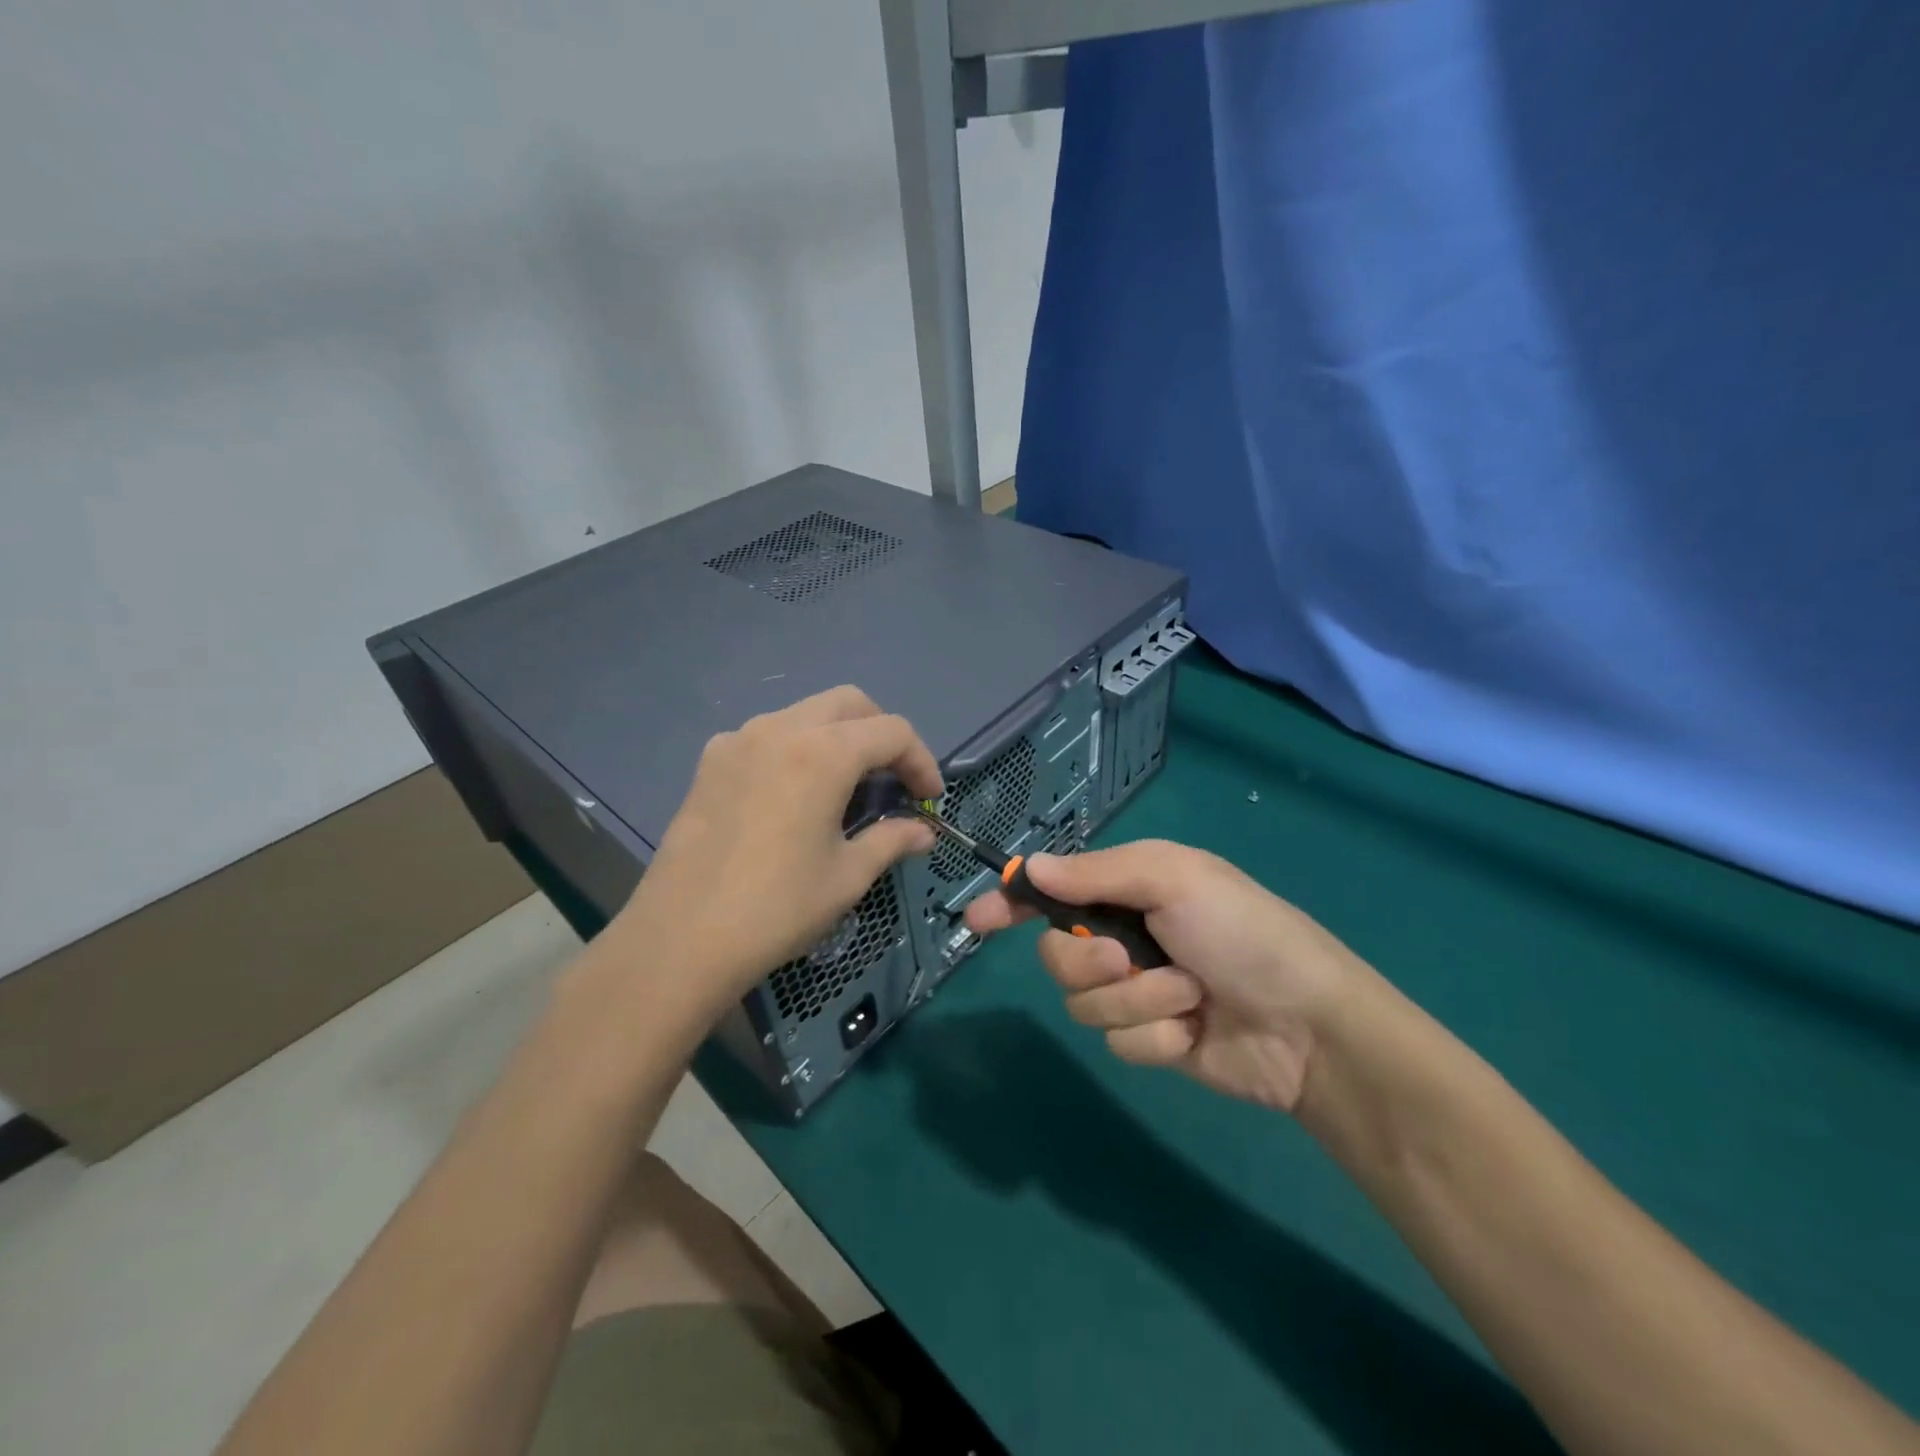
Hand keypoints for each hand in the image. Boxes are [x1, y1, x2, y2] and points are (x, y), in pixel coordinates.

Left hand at [609, 686, 940, 1021]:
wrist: (681, 938)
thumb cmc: (777, 908)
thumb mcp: (847, 876)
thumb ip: (892, 841)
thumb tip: (923, 832)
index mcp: (823, 753)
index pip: (892, 731)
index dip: (922, 761)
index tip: (929, 800)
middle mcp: (781, 729)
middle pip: (850, 703)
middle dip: (882, 733)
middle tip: (892, 780)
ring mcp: (739, 739)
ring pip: (806, 713)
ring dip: (838, 736)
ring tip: (845, 787)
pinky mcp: (711, 760)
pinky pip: (767, 734)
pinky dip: (795, 748)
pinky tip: (792, 794)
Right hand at [964, 840, 1366, 1111]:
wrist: (1310, 1026)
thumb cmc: (1244, 932)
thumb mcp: (1174, 880)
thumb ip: (1096, 874)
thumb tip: (1029, 868)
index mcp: (1131, 889)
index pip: (1055, 890)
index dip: (1014, 902)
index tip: (977, 919)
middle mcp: (1126, 936)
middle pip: (1057, 955)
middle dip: (1088, 962)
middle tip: (1129, 958)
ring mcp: (1137, 991)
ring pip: (1084, 1002)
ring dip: (1136, 1000)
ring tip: (1187, 995)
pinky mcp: (1151, 1039)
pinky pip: (1118, 1041)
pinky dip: (1156, 1036)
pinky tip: (1194, 1031)